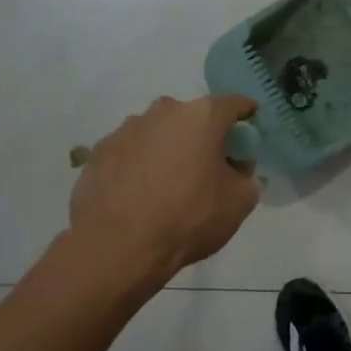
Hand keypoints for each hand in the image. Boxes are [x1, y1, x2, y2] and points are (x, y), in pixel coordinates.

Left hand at [70, 95, 260, 274]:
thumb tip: (234, 167)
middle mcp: (162, 112)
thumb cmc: (190, 217)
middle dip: (204, 134)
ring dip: (169, 149)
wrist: (119, 246)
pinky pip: (131, 153)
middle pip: (192, 117)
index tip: (251, 124)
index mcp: (202, 117)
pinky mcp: (98, 153)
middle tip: (210, 163)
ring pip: (158, 133)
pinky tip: (141, 195)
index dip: (246, 113)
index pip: (233, 104)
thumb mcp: (240, 201)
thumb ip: (245, 175)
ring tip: (170, 183)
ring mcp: (125, 130)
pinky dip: (140, 166)